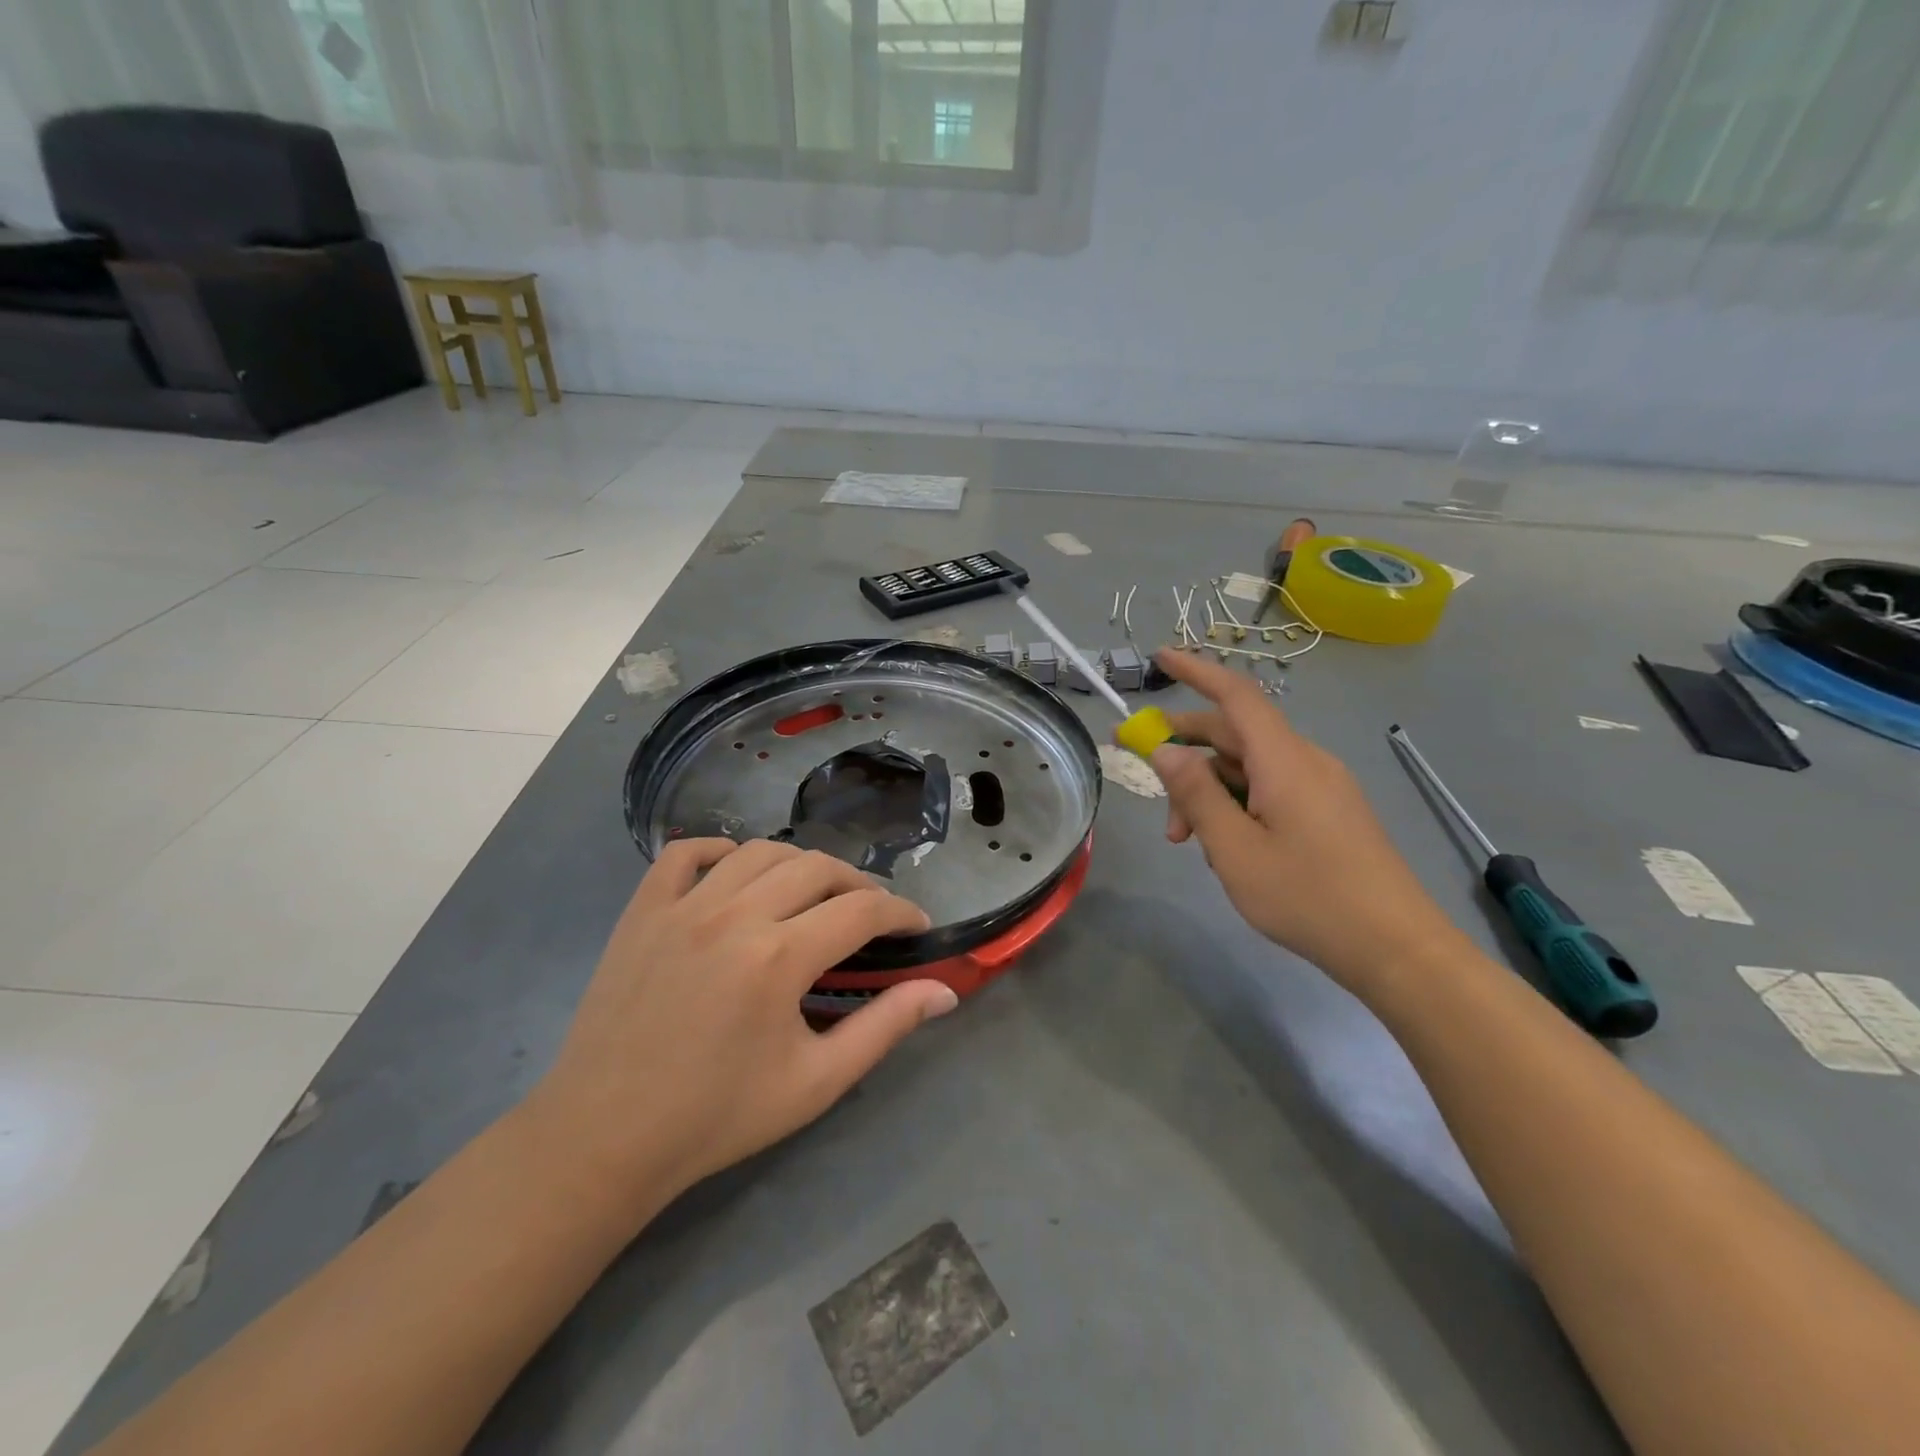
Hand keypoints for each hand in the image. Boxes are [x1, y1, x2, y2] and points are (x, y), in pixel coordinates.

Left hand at [523, 840, 957, 1217]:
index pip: (862, 911)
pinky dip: (718, 850)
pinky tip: (735, 871)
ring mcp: (682, 905)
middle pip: (817, 868)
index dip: (901, 914)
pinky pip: (683, 854)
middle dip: (858, 884)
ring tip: (814, 893)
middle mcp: (734, 914)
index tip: (917, 927)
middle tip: (871, 915)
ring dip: (800, 865)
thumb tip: (943, 992)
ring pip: (759, 852)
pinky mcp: (642, 911)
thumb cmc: (718, 1116)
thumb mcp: (816, 1082)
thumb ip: (884, 1028)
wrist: (606, 1136)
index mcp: (779, 957)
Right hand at [1145, 649, 1467, 992]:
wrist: (1397, 948)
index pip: (1235, 696)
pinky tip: (1226, 845)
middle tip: (1150, 784)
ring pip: (1251, 766)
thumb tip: (1167, 751)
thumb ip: (1197, 795)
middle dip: (1187, 754)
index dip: (1195, 672)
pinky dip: (1238, 802)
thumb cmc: (1309, 897)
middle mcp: (1306, 761)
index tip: (1159, 658)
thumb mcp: (1235, 850)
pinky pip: (1272, 787)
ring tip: (1187, 840)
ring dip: (1210, 789)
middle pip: (1235, 734)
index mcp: (1284, 760)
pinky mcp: (1330, 810)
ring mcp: (1322, 786)